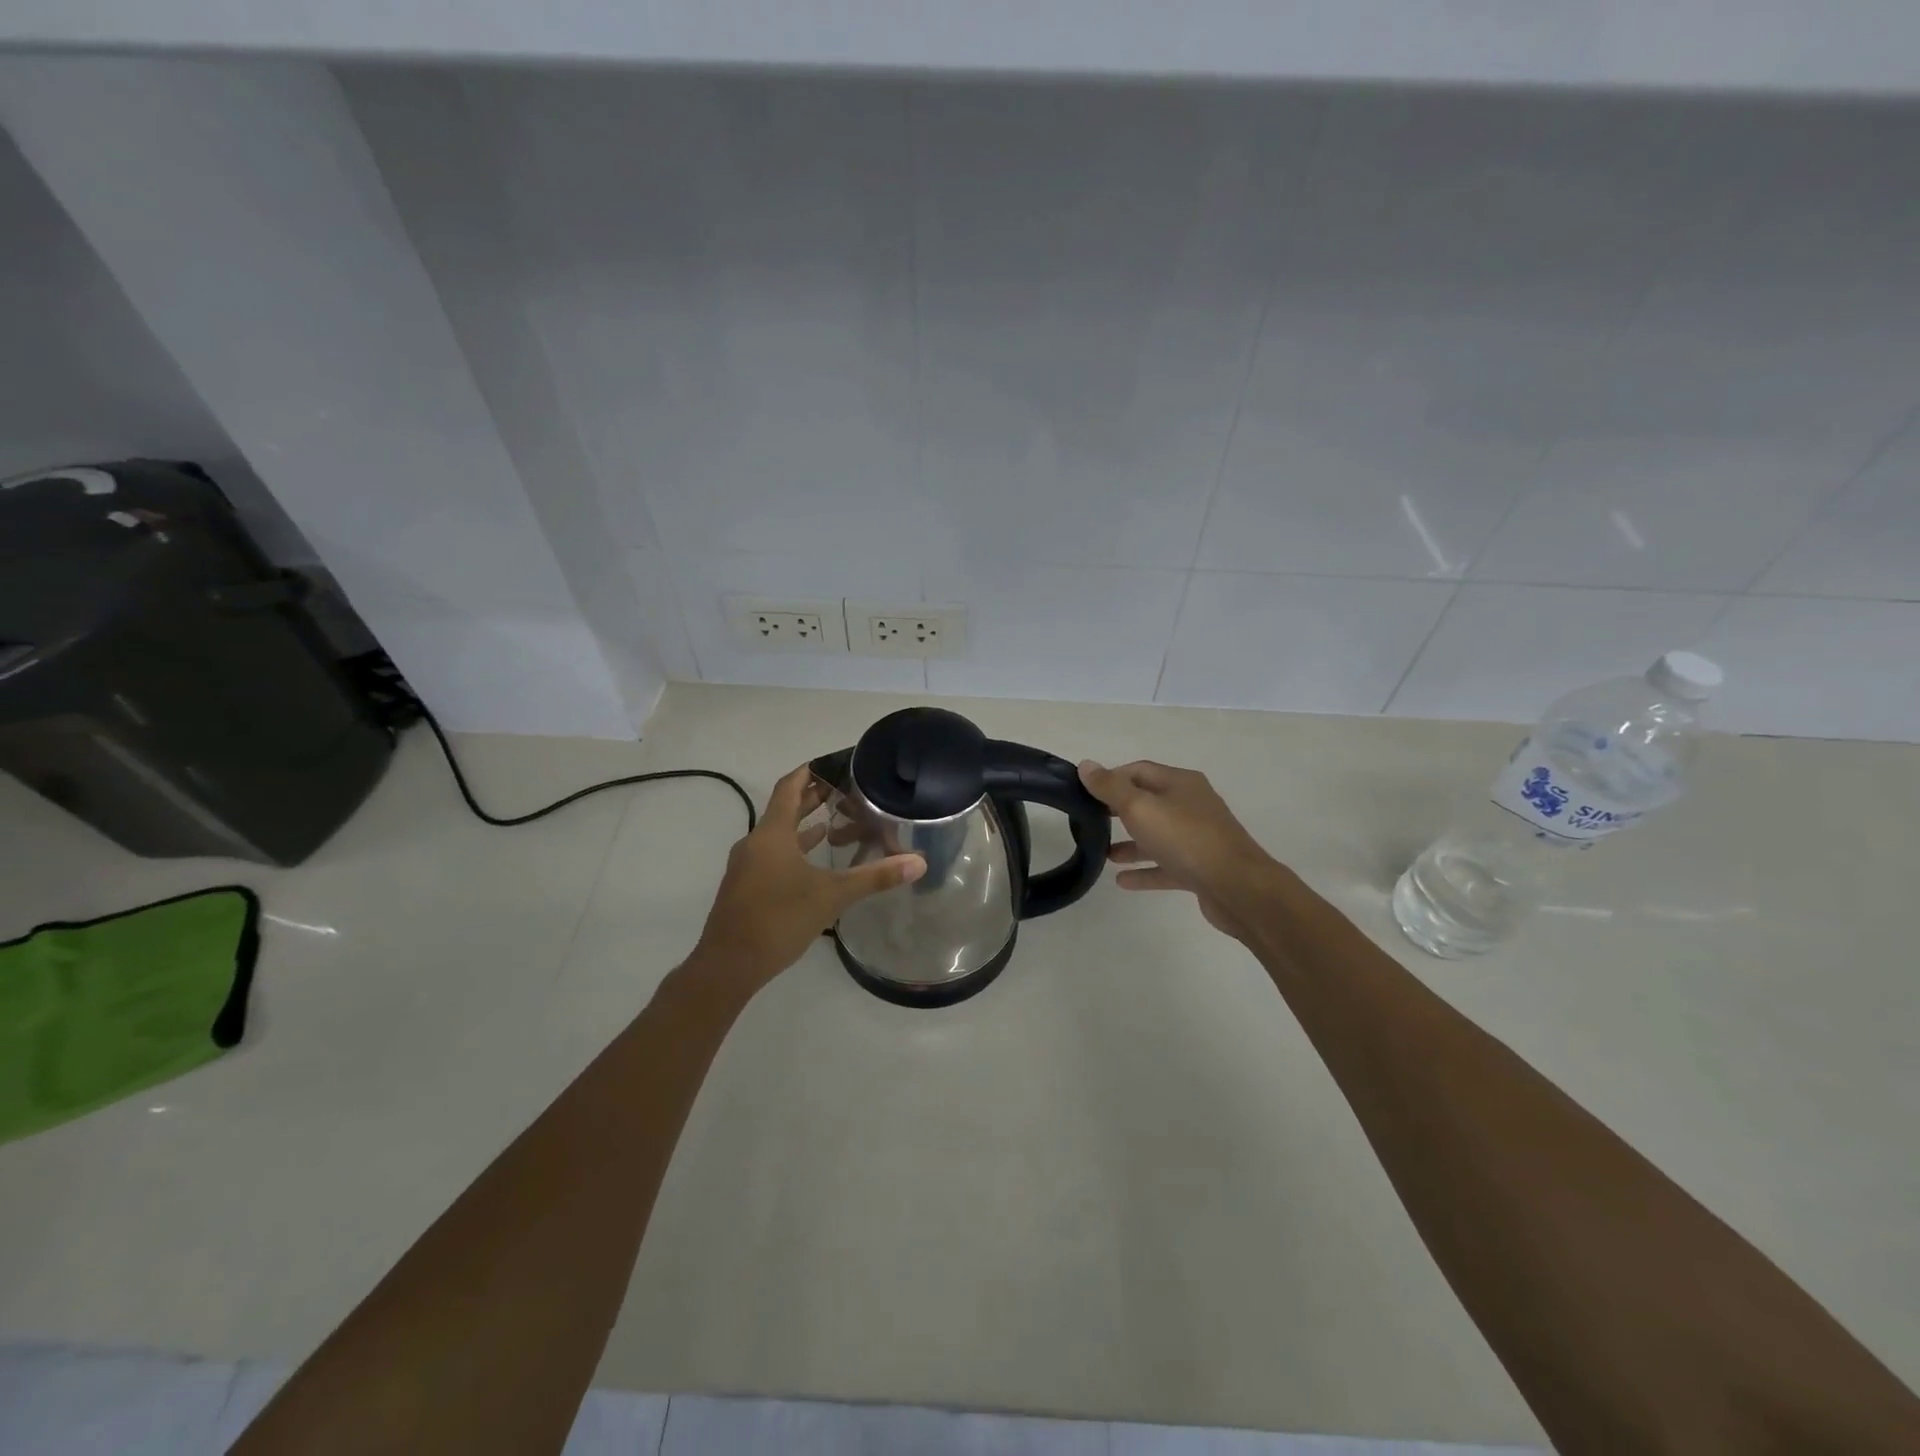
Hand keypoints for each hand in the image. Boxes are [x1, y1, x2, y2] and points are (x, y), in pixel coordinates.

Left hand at [687, 764, 925, 997]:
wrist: (728, 966)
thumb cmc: (779, 920)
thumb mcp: (832, 896)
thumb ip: (875, 877)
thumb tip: (918, 863)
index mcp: (772, 834)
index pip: (789, 786)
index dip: (810, 771)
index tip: (835, 763)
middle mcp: (756, 842)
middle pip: (784, 808)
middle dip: (813, 797)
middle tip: (846, 789)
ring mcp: (747, 865)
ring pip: (778, 833)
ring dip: (804, 824)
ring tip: (836, 820)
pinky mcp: (746, 886)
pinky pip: (773, 854)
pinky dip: (794, 848)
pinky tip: (814, 859)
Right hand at [1077, 759, 1283, 940]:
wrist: (1238, 888)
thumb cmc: (1186, 839)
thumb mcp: (1140, 807)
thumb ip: (1110, 788)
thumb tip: (1086, 765)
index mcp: (1180, 783)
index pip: (1139, 770)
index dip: (1111, 778)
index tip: (1084, 793)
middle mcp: (1191, 805)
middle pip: (1148, 801)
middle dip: (1118, 810)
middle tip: (1089, 821)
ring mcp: (1198, 838)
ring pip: (1157, 835)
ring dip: (1130, 843)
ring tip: (1102, 854)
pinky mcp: (1200, 868)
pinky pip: (1166, 865)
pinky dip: (1144, 870)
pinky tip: (1122, 881)